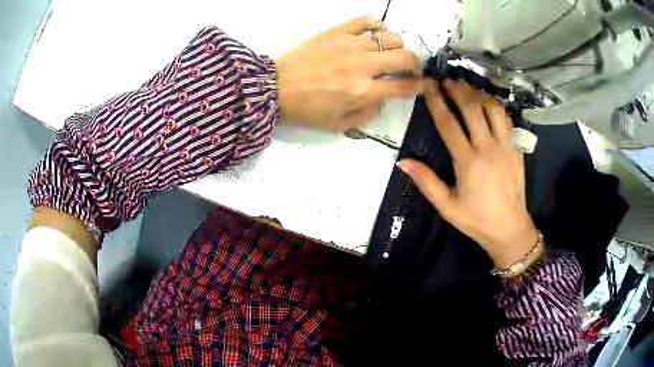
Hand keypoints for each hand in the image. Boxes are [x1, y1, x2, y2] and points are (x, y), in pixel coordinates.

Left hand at [275, 16, 423, 131]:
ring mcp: (350, 44)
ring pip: (390, 37)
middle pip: (405, 57)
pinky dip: (377, 26)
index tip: (428, 84)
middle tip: (411, 69)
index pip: (404, 86)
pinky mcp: (336, 31)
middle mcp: (362, 65)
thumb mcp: (340, 125)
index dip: (422, 85)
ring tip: (390, 53)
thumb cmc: (306, 111)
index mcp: (363, 91)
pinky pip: (366, 20)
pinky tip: (376, 34)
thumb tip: (385, 96)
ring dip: (397, 46)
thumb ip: (369, 113)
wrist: (274, 89)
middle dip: (416, 64)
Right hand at [398, 80, 539, 268]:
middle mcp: (488, 148)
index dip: (437, 103)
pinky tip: (489, 104)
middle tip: (448, 80)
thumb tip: (403, 162)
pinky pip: (508, 120)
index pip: (449, 124)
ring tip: (468, 88)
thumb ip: (426, 182)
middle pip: (473, 109)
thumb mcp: (447, 207)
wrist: (509, 228)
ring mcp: (506, 147)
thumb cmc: (476, 220)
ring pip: (493, 110)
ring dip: (479, 95)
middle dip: (459, 91)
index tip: (429, 87)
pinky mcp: (517, 150)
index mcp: (468, 162)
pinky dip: (497, 107)